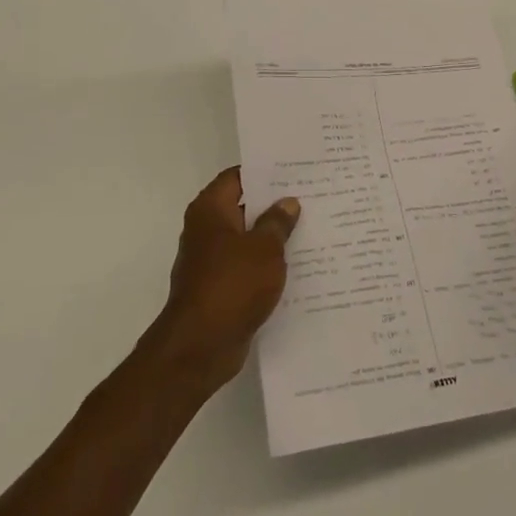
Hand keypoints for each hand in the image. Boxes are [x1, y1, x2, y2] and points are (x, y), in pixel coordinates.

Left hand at [151, 167, 300, 386]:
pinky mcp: (221, 288)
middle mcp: (207, 230)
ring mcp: (212, 261)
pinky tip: (299, 265)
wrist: (202, 345)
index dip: (265, 171)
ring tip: (313, 228)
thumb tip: (287, 202)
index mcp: (210, 210)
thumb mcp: (264, 248)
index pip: (238, 177)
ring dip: (274, 236)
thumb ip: (277, 222)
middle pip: (244, 207)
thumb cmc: (232, 285)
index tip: (296, 169)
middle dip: (275, 204)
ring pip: (248, 239)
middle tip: (313, 196)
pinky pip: (249, 266)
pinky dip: (268, 264)